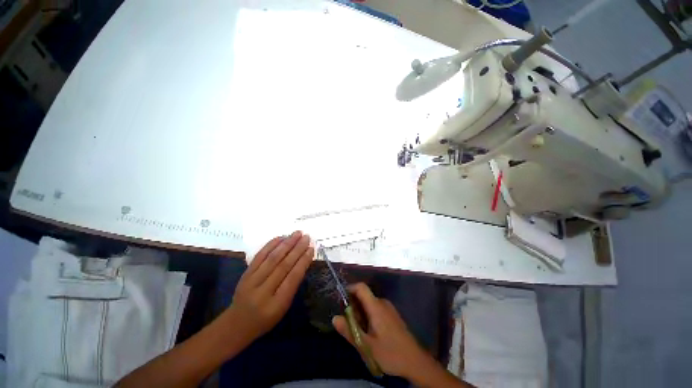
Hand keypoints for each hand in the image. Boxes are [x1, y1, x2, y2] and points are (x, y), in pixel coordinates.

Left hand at [229, 231, 314, 341]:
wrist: (237, 324)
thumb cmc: (265, 318)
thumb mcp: (283, 307)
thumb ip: (292, 285)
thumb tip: (303, 261)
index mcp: (276, 304)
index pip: (293, 278)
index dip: (303, 261)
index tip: (311, 248)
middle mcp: (263, 291)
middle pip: (283, 265)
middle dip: (297, 249)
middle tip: (306, 237)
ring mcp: (252, 281)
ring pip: (272, 258)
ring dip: (286, 244)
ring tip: (297, 233)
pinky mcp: (245, 274)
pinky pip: (259, 256)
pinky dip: (270, 245)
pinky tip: (280, 237)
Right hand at [332, 283, 432, 379]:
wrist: (416, 361)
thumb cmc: (390, 353)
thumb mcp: (366, 346)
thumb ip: (349, 331)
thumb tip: (335, 318)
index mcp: (376, 306)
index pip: (361, 287)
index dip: (349, 289)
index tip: (341, 301)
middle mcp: (382, 303)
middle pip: (364, 296)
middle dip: (353, 306)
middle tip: (349, 324)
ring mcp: (389, 308)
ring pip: (370, 304)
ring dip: (361, 313)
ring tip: (358, 331)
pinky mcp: (392, 315)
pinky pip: (376, 309)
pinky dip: (369, 316)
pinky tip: (369, 333)